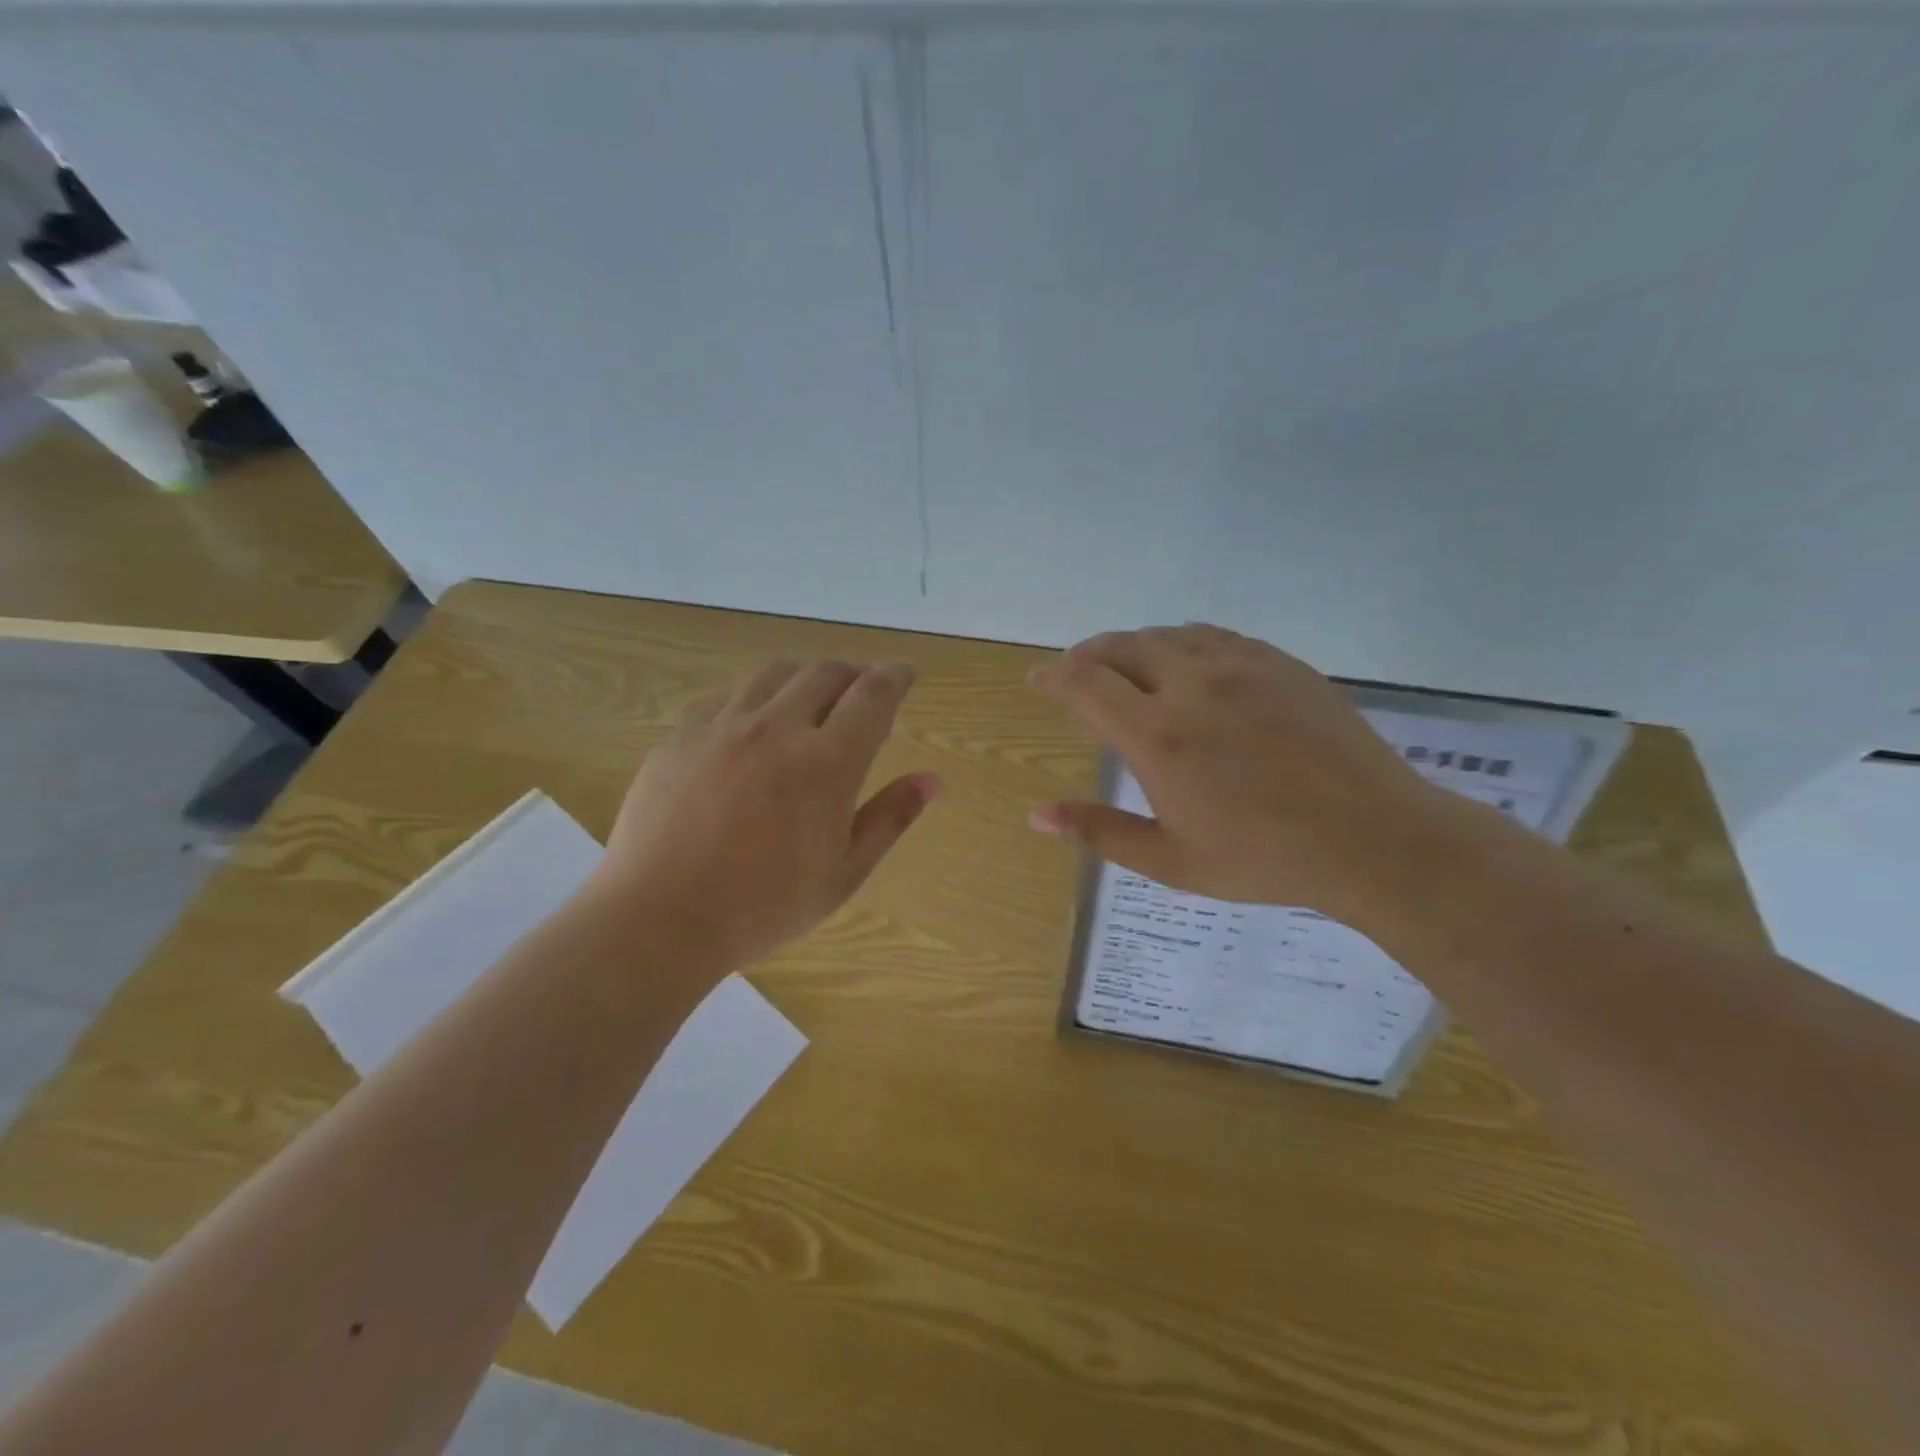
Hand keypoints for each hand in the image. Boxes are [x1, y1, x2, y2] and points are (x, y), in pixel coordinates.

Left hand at [596, 658, 939, 973]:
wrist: (658, 920)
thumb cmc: (763, 907)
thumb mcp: (843, 874)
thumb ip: (890, 818)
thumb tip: (931, 779)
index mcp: (826, 763)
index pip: (873, 696)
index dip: (896, 676)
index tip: (906, 671)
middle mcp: (777, 728)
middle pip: (825, 672)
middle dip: (854, 672)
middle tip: (863, 687)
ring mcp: (723, 727)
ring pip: (774, 674)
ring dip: (805, 676)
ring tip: (812, 696)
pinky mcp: (681, 736)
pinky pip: (727, 697)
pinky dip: (756, 698)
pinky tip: (753, 723)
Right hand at [1028, 625, 1459, 918]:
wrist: (1372, 836)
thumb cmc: (1263, 858)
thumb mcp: (1170, 860)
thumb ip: (1099, 831)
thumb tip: (1037, 814)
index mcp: (1157, 735)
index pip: (1085, 684)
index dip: (1053, 676)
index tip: (1036, 679)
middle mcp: (1190, 685)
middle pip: (1120, 648)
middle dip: (1087, 656)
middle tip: (1074, 672)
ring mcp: (1239, 667)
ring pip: (1165, 635)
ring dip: (1131, 645)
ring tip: (1121, 663)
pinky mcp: (1278, 662)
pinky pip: (1212, 635)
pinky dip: (1180, 641)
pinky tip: (1183, 658)